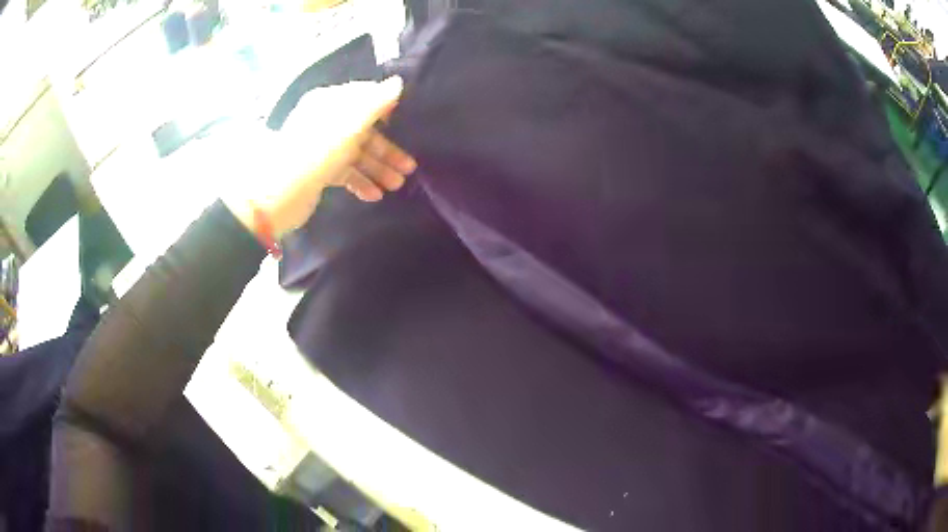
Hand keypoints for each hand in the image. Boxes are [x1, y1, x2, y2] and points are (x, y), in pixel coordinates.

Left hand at [223, 76, 415, 238]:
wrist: (281, 193)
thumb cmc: (319, 150)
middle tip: (408, 169)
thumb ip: (377, 102)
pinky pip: (344, 172)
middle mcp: (325, 121)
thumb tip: (398, 82)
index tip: (403, 120)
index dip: (384, 108)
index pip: (362, 97)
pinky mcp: (318, 171)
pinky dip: (359, 182)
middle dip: (386, 150)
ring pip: (356, 154)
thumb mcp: (351, 123)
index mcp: (329, 102)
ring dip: (377, 169)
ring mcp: (321, 147)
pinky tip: (373, 196)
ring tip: (396, 186)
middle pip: (363, 131)